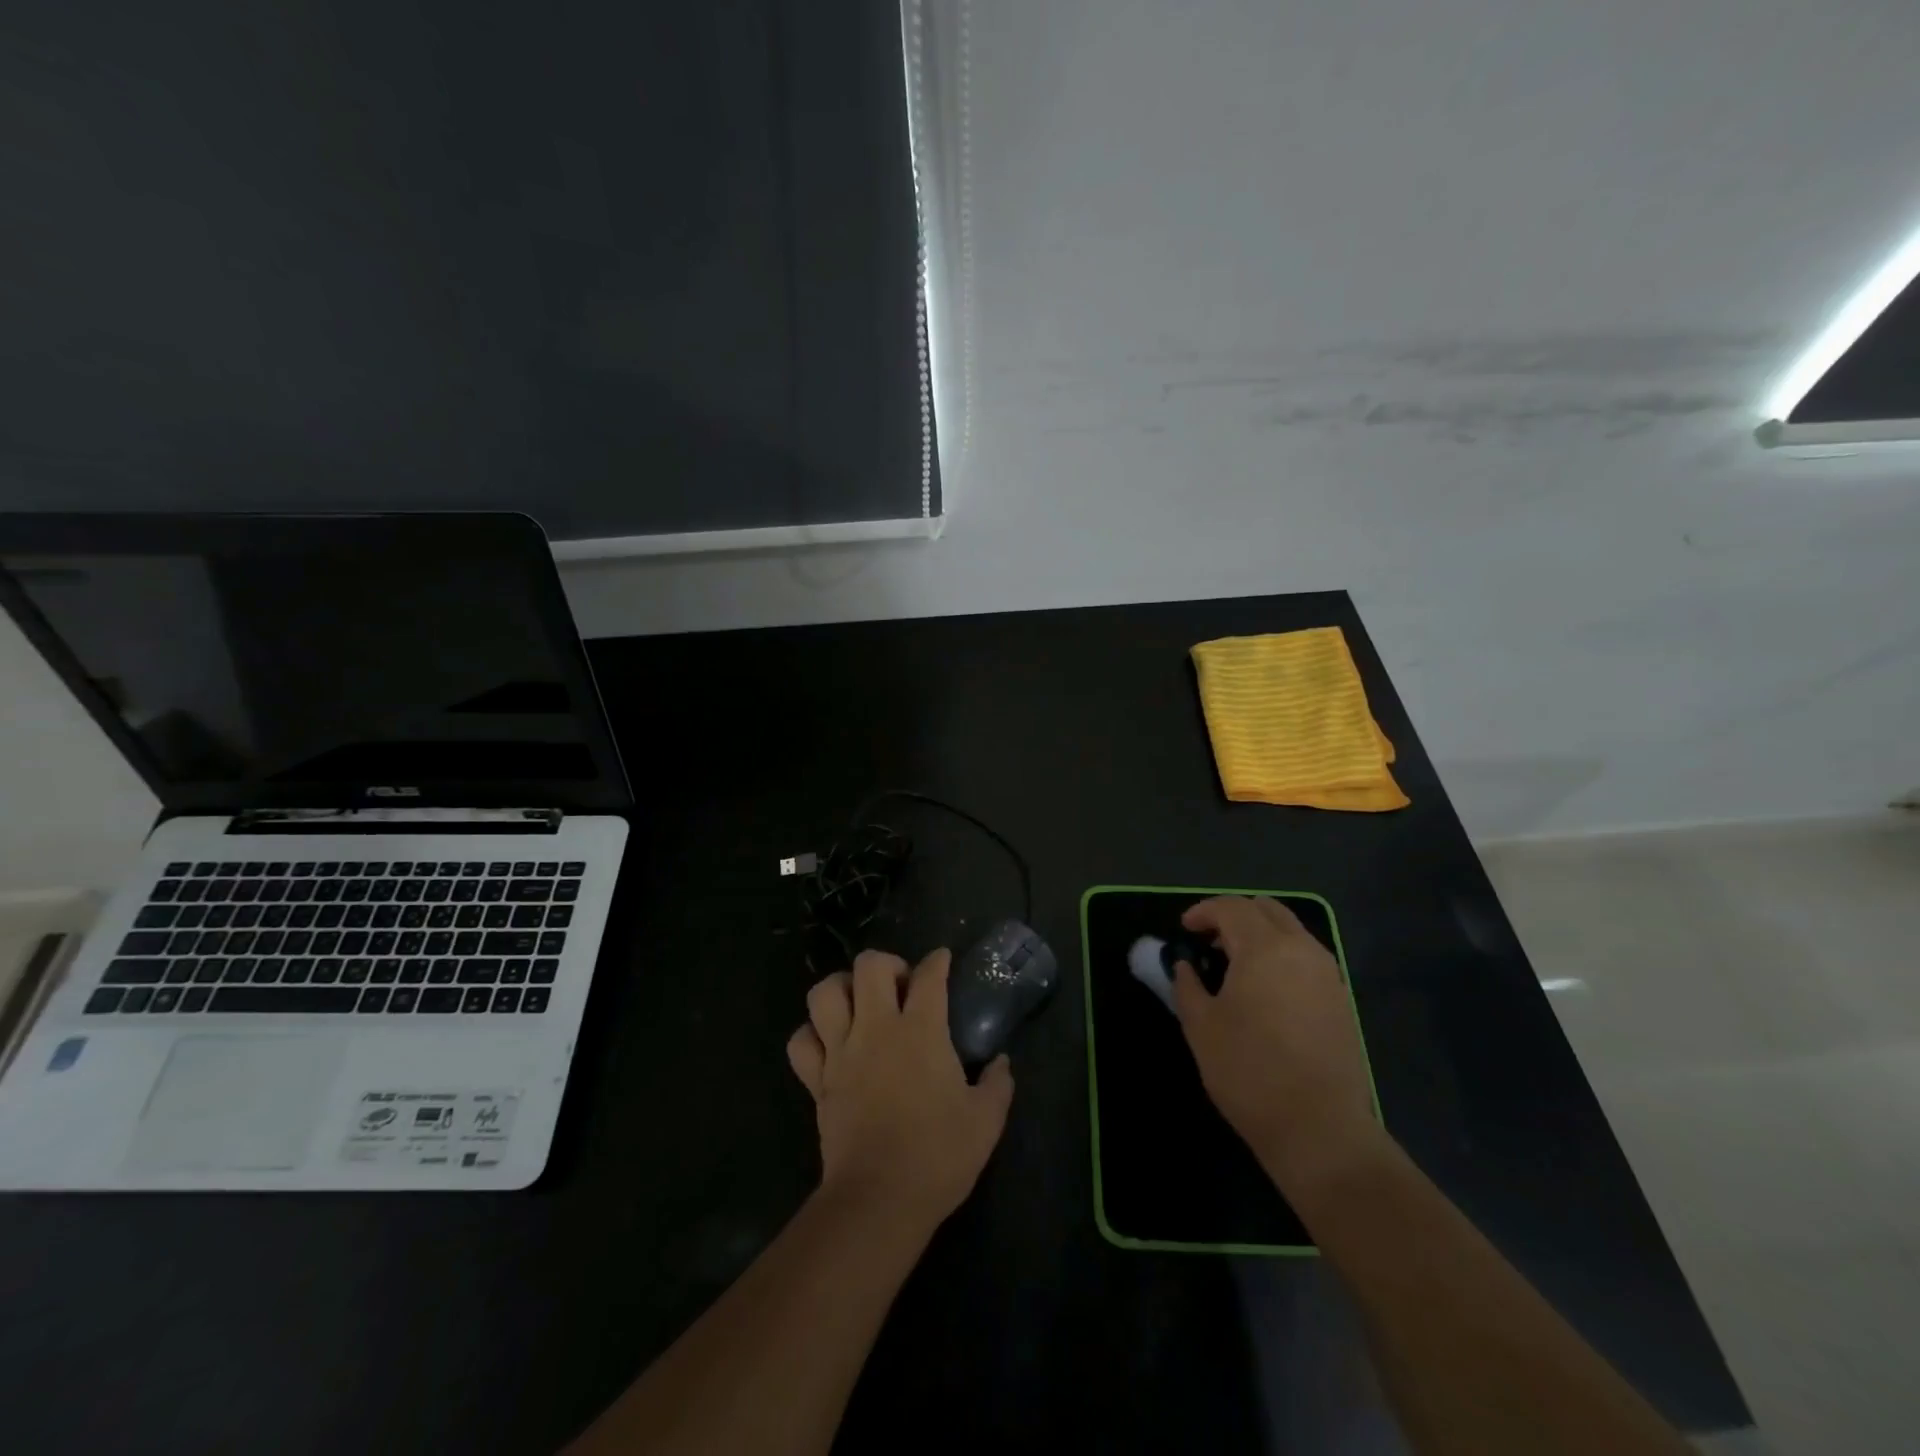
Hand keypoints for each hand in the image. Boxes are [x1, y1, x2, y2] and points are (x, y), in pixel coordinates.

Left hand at [786, 948, 1014, 1228]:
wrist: (879, 1199)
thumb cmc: (938, 1155)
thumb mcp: (985, 1120)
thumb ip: (998, 1084)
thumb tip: (1001, 1063)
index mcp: (920, 1031)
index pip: (929, 976)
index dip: (937, 961)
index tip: (942, 960)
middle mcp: (877, 1029)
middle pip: (869, 966)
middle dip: (886, 964)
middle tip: (899, 987)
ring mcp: (841, 1052)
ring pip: (824, 993)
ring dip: (841, 988)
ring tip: (859, 1004)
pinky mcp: (817, 1080)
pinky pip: (801, 1042)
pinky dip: (811, 1034)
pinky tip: (829, 1043)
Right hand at [1172, 896, 1384, 1194]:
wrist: (1320, 1129)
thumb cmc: (1249, 1072)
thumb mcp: (1201, 1027)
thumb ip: (1187, 985)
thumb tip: (1186, 966)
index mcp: (1264, 948)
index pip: (1231, 908)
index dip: (1203, 912)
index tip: (1184, 930)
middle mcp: (1302, 950)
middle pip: (1267, 909)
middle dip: (1234, 915)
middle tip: (1209, 940)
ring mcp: (1328, 974)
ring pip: (1291, 931)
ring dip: (1260, 934)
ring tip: (1234, 965)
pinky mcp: (1341, 1000)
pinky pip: (1307, 957)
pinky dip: (1281, 956)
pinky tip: (1264, 990)